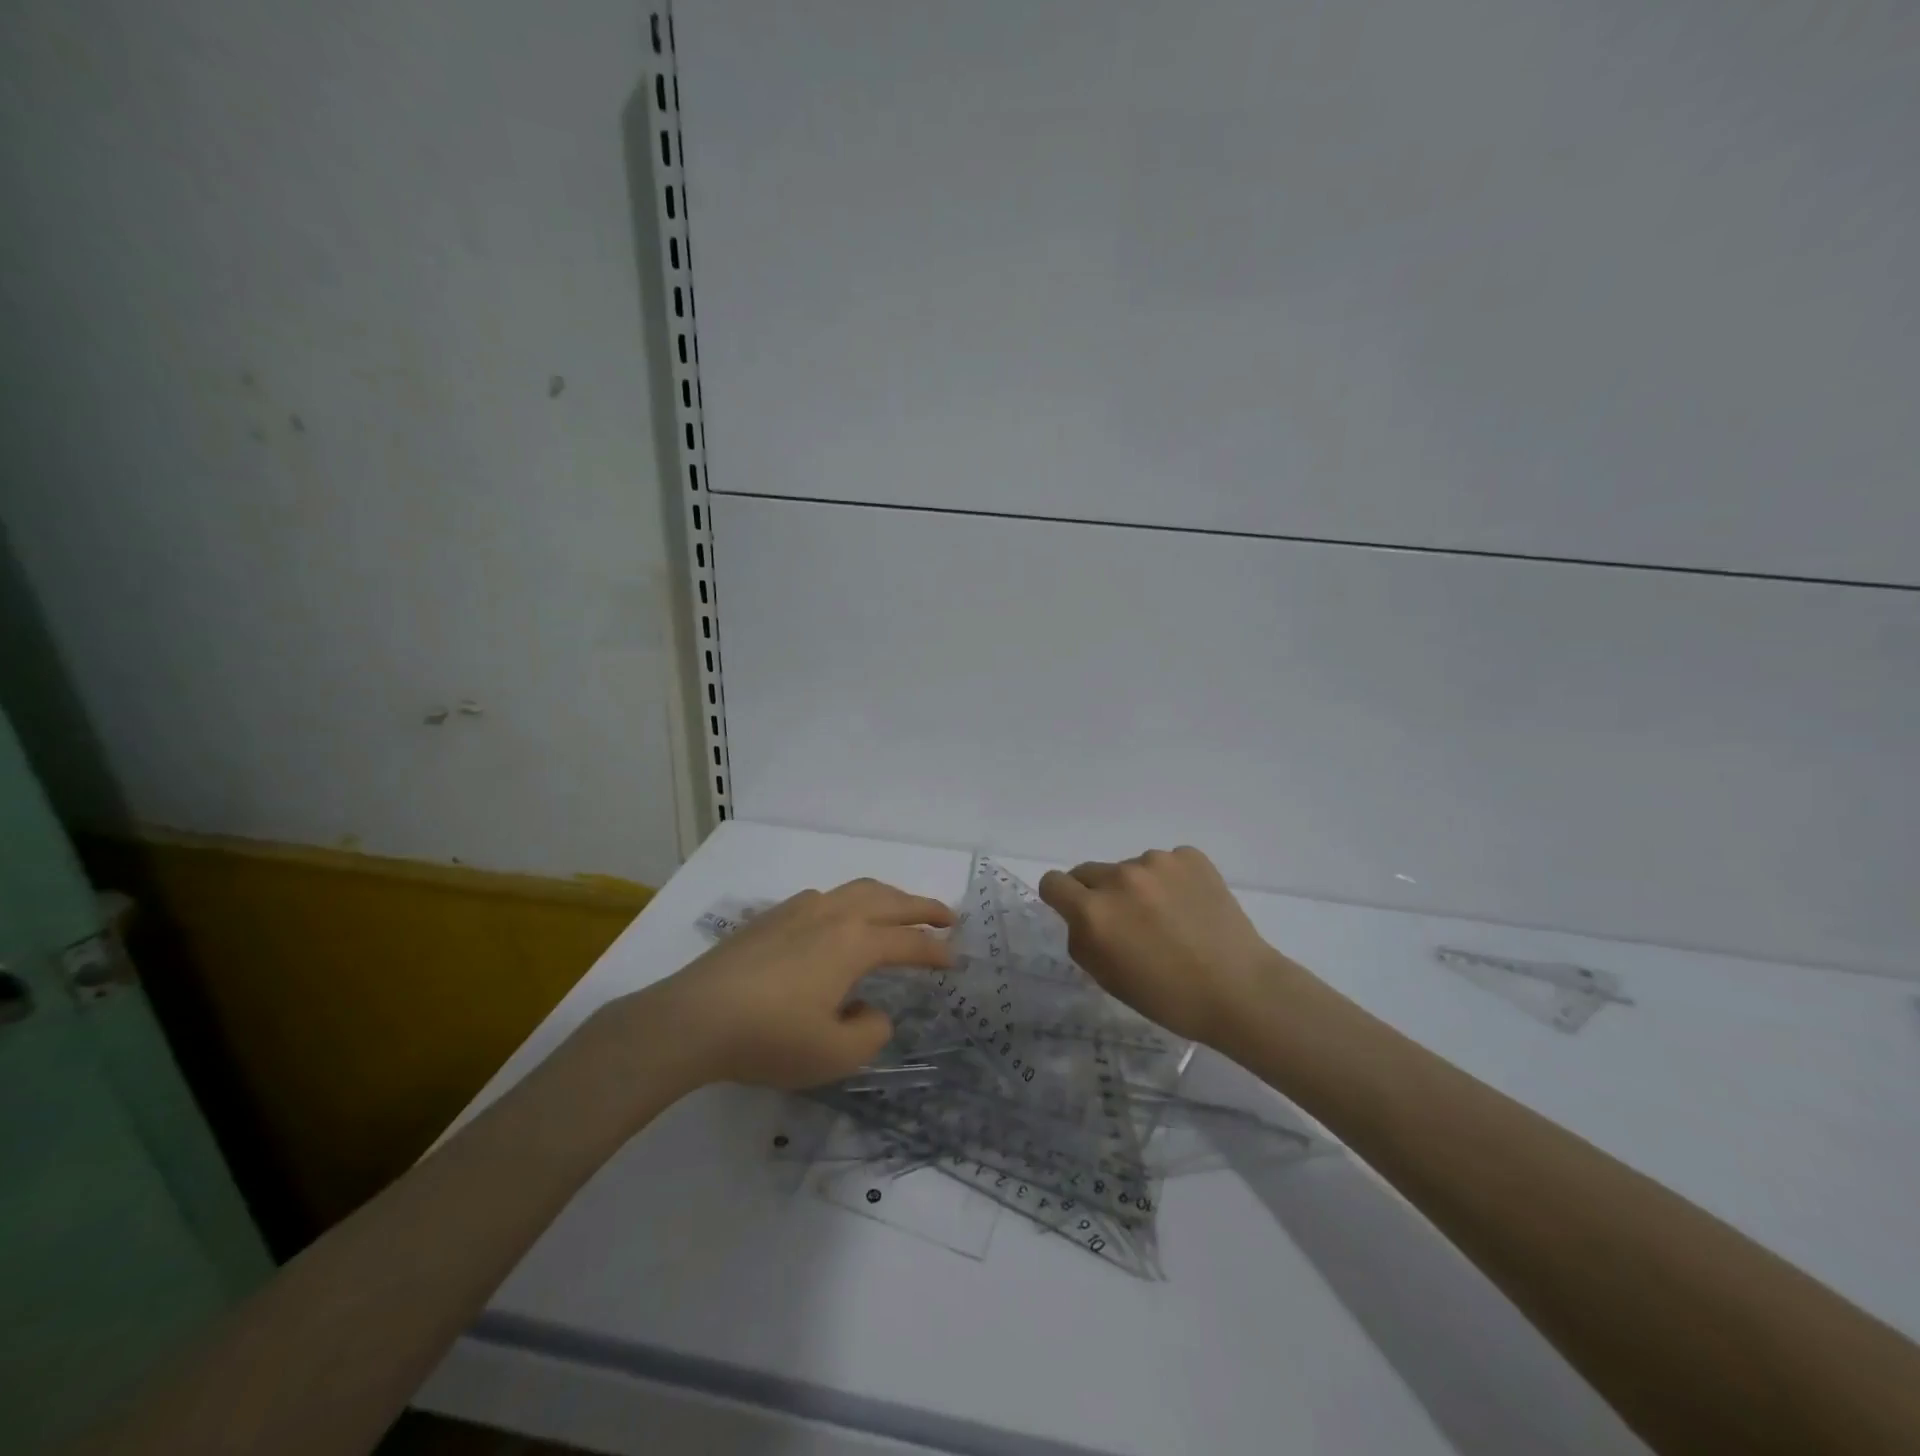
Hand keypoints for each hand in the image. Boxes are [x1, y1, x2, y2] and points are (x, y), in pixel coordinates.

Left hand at [640, 878, 954, 1089]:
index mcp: (855, 942)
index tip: (956, 961)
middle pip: (889, 900)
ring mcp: (799, 909)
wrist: (693, 1018)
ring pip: (856, 890)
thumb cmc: (769, 1037)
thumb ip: (870, 1031)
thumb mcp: (833, 1054)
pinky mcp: (771, 916)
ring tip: (900, 911)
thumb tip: (872, 1010)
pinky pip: (825, 898)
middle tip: (947, 916)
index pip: (909, 942)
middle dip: (922, 907)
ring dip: (887, 897)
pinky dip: (850, 902)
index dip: (937, 952)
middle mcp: (833, 914)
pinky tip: (841, 920)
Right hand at [1038, 846, 1291, 1047]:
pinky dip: (1171, 881)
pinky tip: (1191, 908)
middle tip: (1127, 923)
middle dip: (1098, 894)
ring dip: (1137, 887)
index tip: (1076, 913)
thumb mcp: (1108, 978)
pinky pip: (1166, 864)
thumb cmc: (1168, 997)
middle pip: (1089, 872)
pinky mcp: (1190, 857)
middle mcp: (1120, 877)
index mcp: (1094, 911)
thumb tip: (1080, 917)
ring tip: (1169, 919)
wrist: (1241, 990)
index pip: (1053, 882)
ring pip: (1130, 868)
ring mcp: (1157, 862)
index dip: (1061, 898)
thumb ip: (1083, 939)